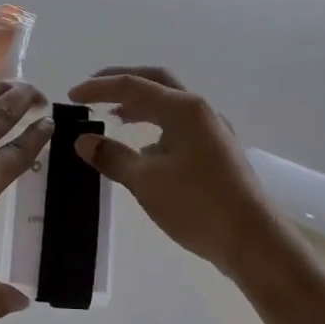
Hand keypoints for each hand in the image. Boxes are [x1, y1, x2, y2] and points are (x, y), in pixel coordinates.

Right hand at [68, 67, 276, 275]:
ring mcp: (213, 130)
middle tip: (93, 92)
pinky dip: (156, 125)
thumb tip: (83, 140)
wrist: (253, 242)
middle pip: (155, 81)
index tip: (71, 96)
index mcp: (183, 109)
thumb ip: (112, 156)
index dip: (98, 88)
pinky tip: (143, 149)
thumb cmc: (197, 205)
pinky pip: (180, 124)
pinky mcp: (218, 151)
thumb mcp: (146, 181)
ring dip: (140, 105)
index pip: (132, 86)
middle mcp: (200, 110)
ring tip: (113, 117)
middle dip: (122, 82)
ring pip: (169, 104)